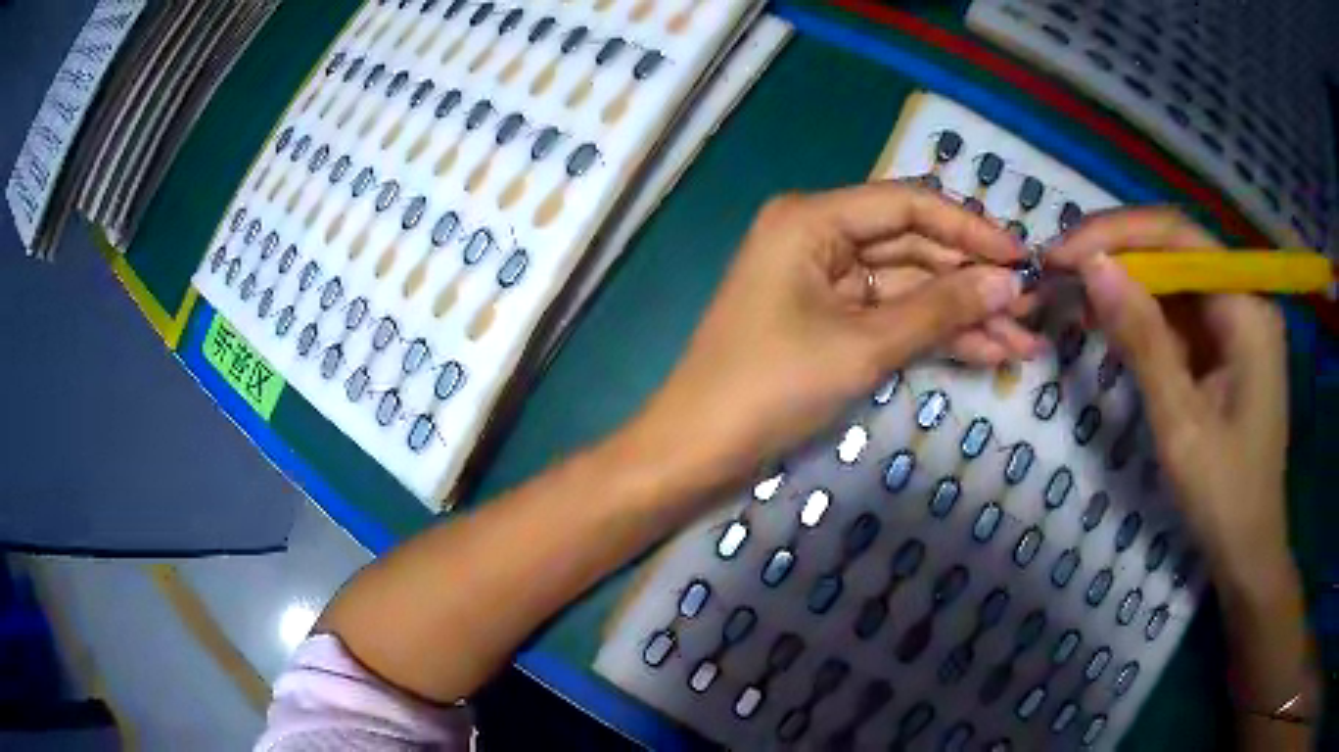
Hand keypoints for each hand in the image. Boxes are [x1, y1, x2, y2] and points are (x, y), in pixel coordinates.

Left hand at [626, 182, 1036, 488]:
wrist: (698, 449)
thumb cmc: (770, 386)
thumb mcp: (863, 344)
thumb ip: (940, 309)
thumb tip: (1009, 284)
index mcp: (813, 218)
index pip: (909, 205)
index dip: (970, 230)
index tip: (1022, 257)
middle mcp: (819, 236)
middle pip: (915, 248)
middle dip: (974, 283)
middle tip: (1033, 311)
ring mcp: (826, 281)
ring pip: (910, 288)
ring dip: (964, 316)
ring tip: (1024, 343)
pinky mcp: (831, 321)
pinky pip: (892, 317)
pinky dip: (935, 335)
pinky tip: (987, 352)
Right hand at [1047, 209, 1290, 590]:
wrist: (1248, 551)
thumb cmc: (1223, 494)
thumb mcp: (1180, 421)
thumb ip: (1142, 338)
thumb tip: (1092, 265)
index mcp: (1247, 308)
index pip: (1179, 238)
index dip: (1118, 233)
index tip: (1064, 252)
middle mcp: (1246, 300)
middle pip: (1178, 252)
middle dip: (1120, 254)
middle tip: (1062, 270)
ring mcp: (1239, 324)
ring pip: (1177, 283)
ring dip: (1129, 285)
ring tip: (1078, 293)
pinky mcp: (1228, 349)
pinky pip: (1184, 316)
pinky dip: (1147, 317)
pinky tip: (1115, 323)